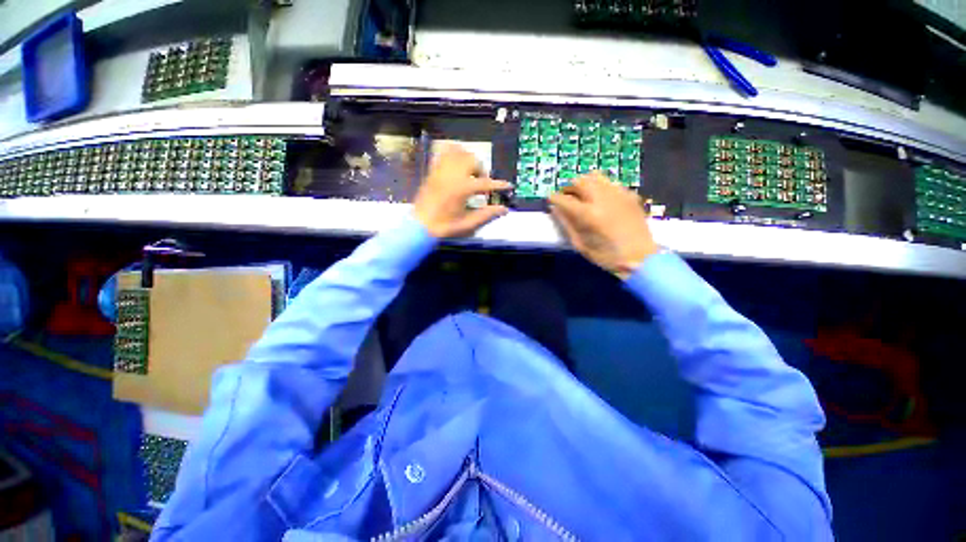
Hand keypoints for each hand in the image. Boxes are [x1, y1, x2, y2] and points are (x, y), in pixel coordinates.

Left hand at [413, 145, 510, 237]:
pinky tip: (456, 165)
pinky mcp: (433, 171)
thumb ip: (487, 214)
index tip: (508, 186)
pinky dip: (452, 154)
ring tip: (469, 173)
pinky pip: (443, 154)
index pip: (486, 182)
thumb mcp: (468, 224)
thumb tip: (504, 210)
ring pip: (458, 152)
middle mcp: (452, 175)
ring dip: (468, 160)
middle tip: (481, 182)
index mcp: (462, 188)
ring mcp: (441, 171)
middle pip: (472, 160)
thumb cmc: (445, 226)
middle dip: (481, 170)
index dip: (499, 185)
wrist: (420, 226)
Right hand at [549, 172, 658, 279]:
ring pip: (595, 177)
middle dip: (569, 188)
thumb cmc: (606, 256)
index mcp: (587, 214)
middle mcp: (602, 199)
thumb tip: (555, 209)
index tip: (550, 199)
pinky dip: (601, 187)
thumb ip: (566, 224)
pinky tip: (601, 200)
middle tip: (566, 197)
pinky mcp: (629, 195)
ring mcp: (618, 194)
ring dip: (584, 183)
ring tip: (583, 195)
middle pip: (579, 181)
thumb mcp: (580, 244)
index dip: (554, 198)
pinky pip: (610, 183)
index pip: (564, 199)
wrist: (640, 258)